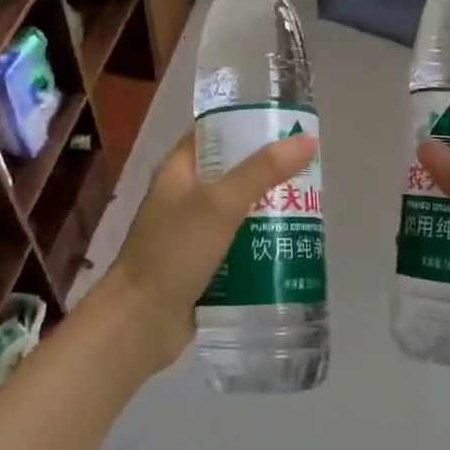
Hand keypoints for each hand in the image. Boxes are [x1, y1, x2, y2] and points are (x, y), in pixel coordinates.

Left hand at [97, 130, 319, 376]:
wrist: (140, 324)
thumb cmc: (175, 251)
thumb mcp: (220, 203)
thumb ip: (263, 170)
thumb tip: (308, 140)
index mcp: (178, 170)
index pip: (214, 133)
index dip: (247, 126)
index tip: (287, 127)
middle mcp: (183, 197)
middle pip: (231, 174)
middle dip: (267, 174)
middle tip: (309, 174)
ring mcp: (191, 234)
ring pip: (237, 212)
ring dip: (268, 212)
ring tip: (310, 210)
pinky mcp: (201, 266)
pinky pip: (237, 247)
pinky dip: (260, 245)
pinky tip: (290, 249)